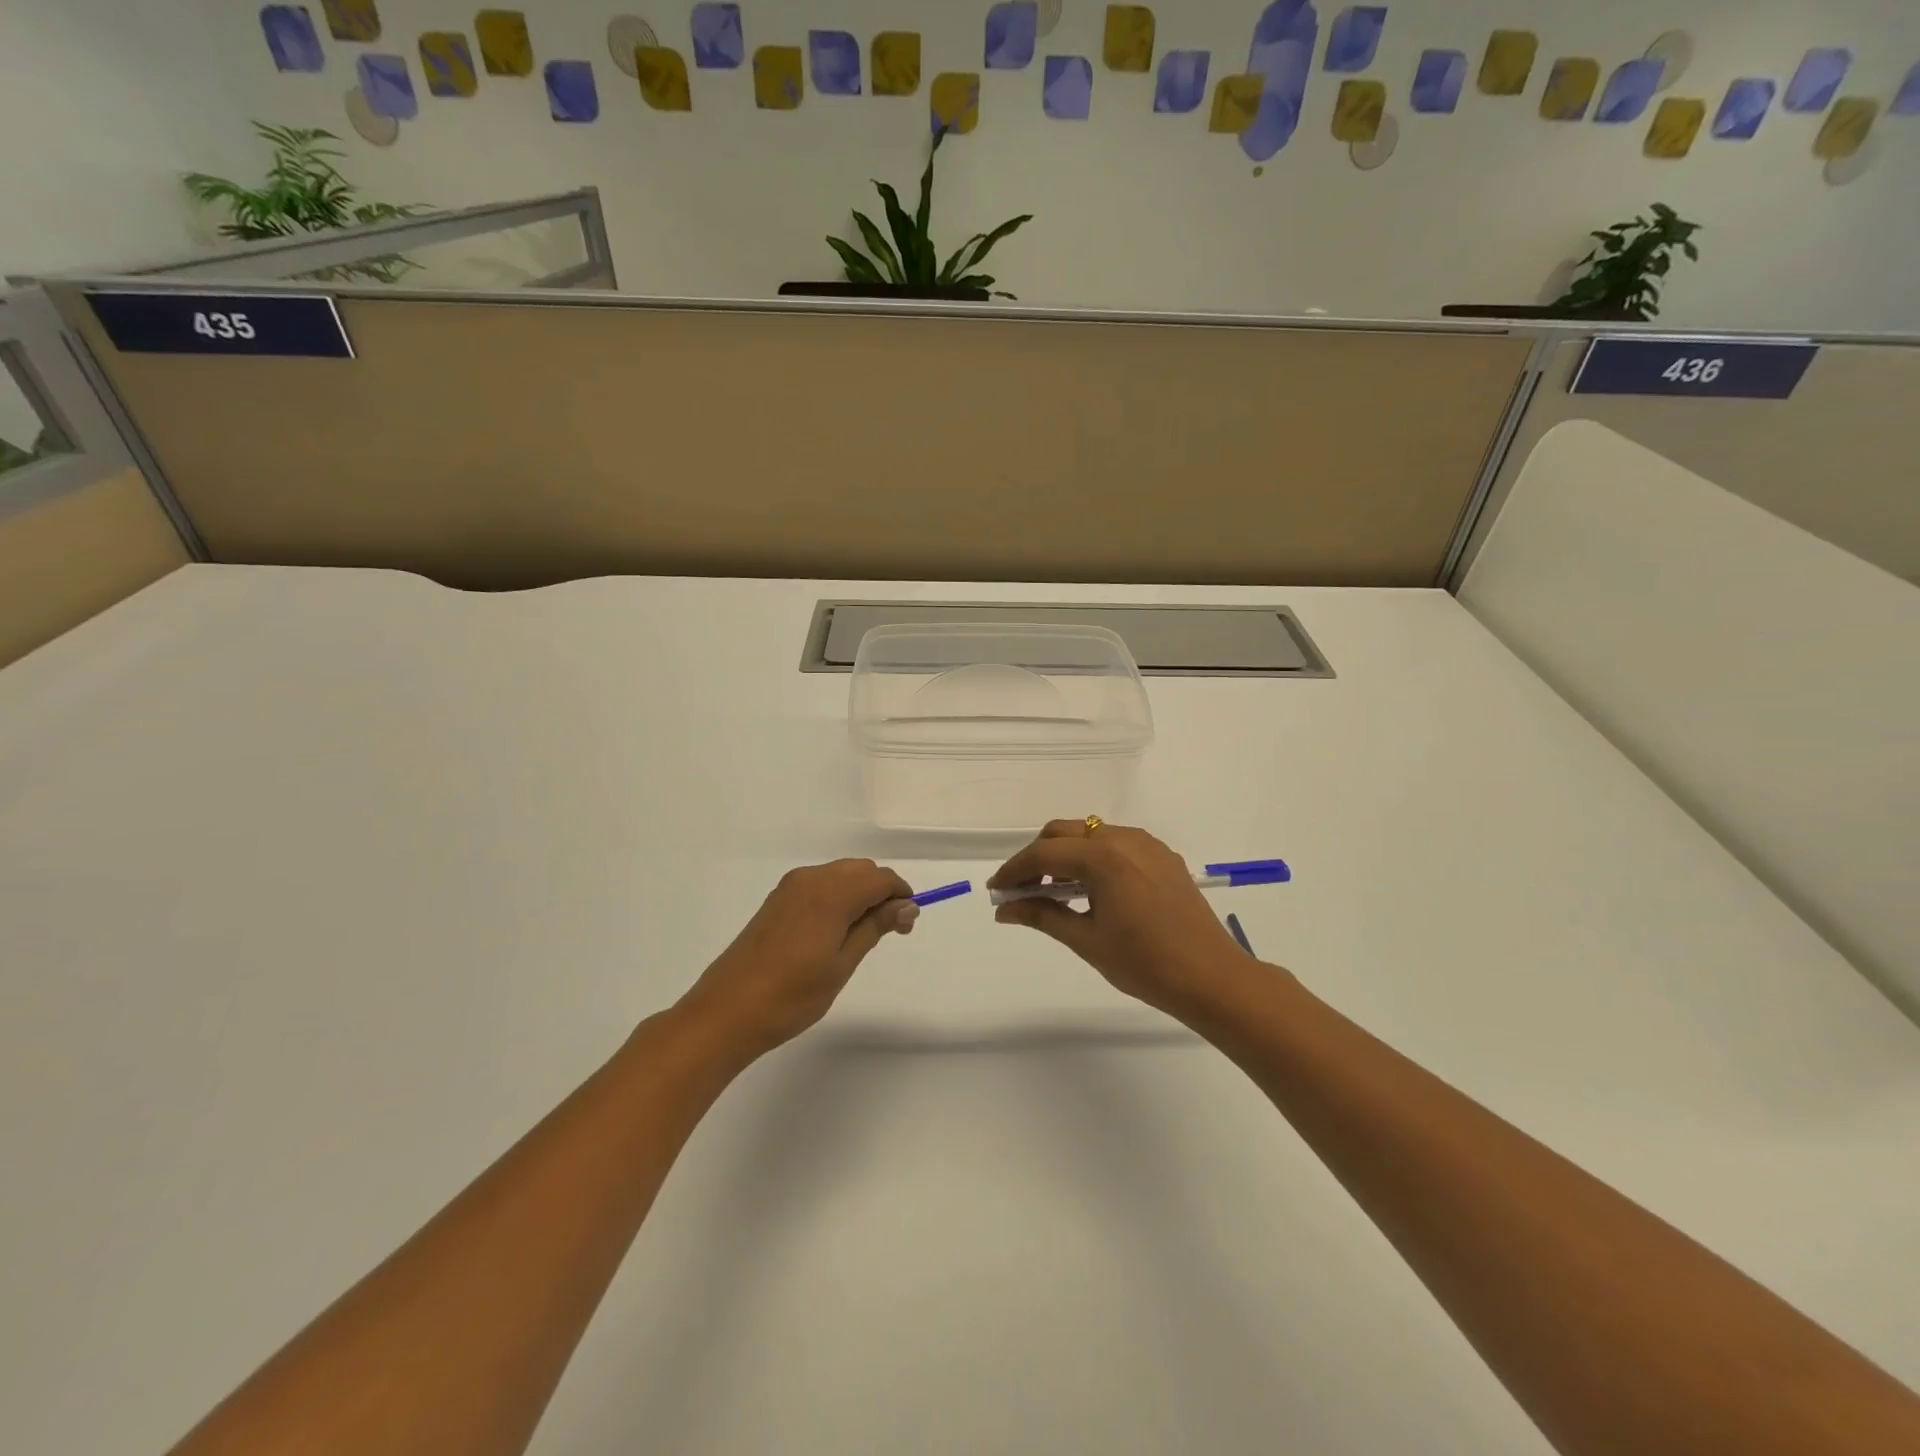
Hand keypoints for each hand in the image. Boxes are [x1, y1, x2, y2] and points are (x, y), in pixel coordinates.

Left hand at [678, 860, 916, 1061]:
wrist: (727, 1012)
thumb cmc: (792, 995)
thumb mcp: (842, 964)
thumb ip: (875, 927)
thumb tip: (906, 905)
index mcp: (831, 893)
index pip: (881, 878)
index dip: (900, 896)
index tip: (905, 927)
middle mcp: (811, 880)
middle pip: (861, 870)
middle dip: (882, 893)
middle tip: (888, 932)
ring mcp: (790, 888)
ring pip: (840, 875)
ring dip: (859, 895)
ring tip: (861, 936)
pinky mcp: (777, 900)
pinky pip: (819, 885)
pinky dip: (837, 898)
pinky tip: (833, 932)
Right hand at [989, 821, 1255, 1019]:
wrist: (1212, 978)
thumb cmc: (1145, 964)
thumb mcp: (1087, 940)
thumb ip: (1042, 915)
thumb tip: (1005, 910)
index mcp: (1104, 857)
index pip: (1045, 855)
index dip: (1014, 871)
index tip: (996, 890)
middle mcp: (1124, 839)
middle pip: (1064, 833)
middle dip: (1037, 857)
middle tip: (1020, 890)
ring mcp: (1147, 845)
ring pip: (1091, 834)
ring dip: (1065, 855)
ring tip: (1051, 891)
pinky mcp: (1163, 856)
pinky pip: (1116, 844)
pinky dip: (1093, 858)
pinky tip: (1089, 888)